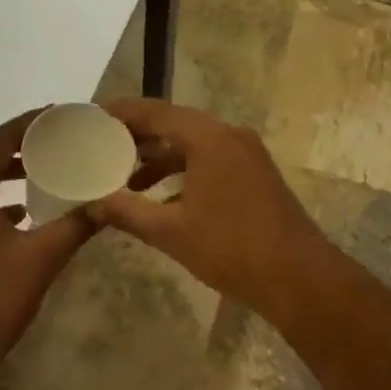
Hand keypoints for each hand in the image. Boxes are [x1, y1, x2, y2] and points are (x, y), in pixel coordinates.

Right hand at [89, 99, 328, 316]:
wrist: (300, 277)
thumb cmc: (232, 249)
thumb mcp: (171, 232)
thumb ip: (127, 212)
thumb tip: (90, 204)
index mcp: (208, 138)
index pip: (156, 111)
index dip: (121, 111)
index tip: (92, 114)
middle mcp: (228, 134)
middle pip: (174, 122)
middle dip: (138, 133)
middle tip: (102, 142)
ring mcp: (246, 152)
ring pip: (193, 141)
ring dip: (160, 155)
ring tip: (125, 175)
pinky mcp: (254, 172)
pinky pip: (210, 157)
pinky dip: (183, 168)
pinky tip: (162, 196)